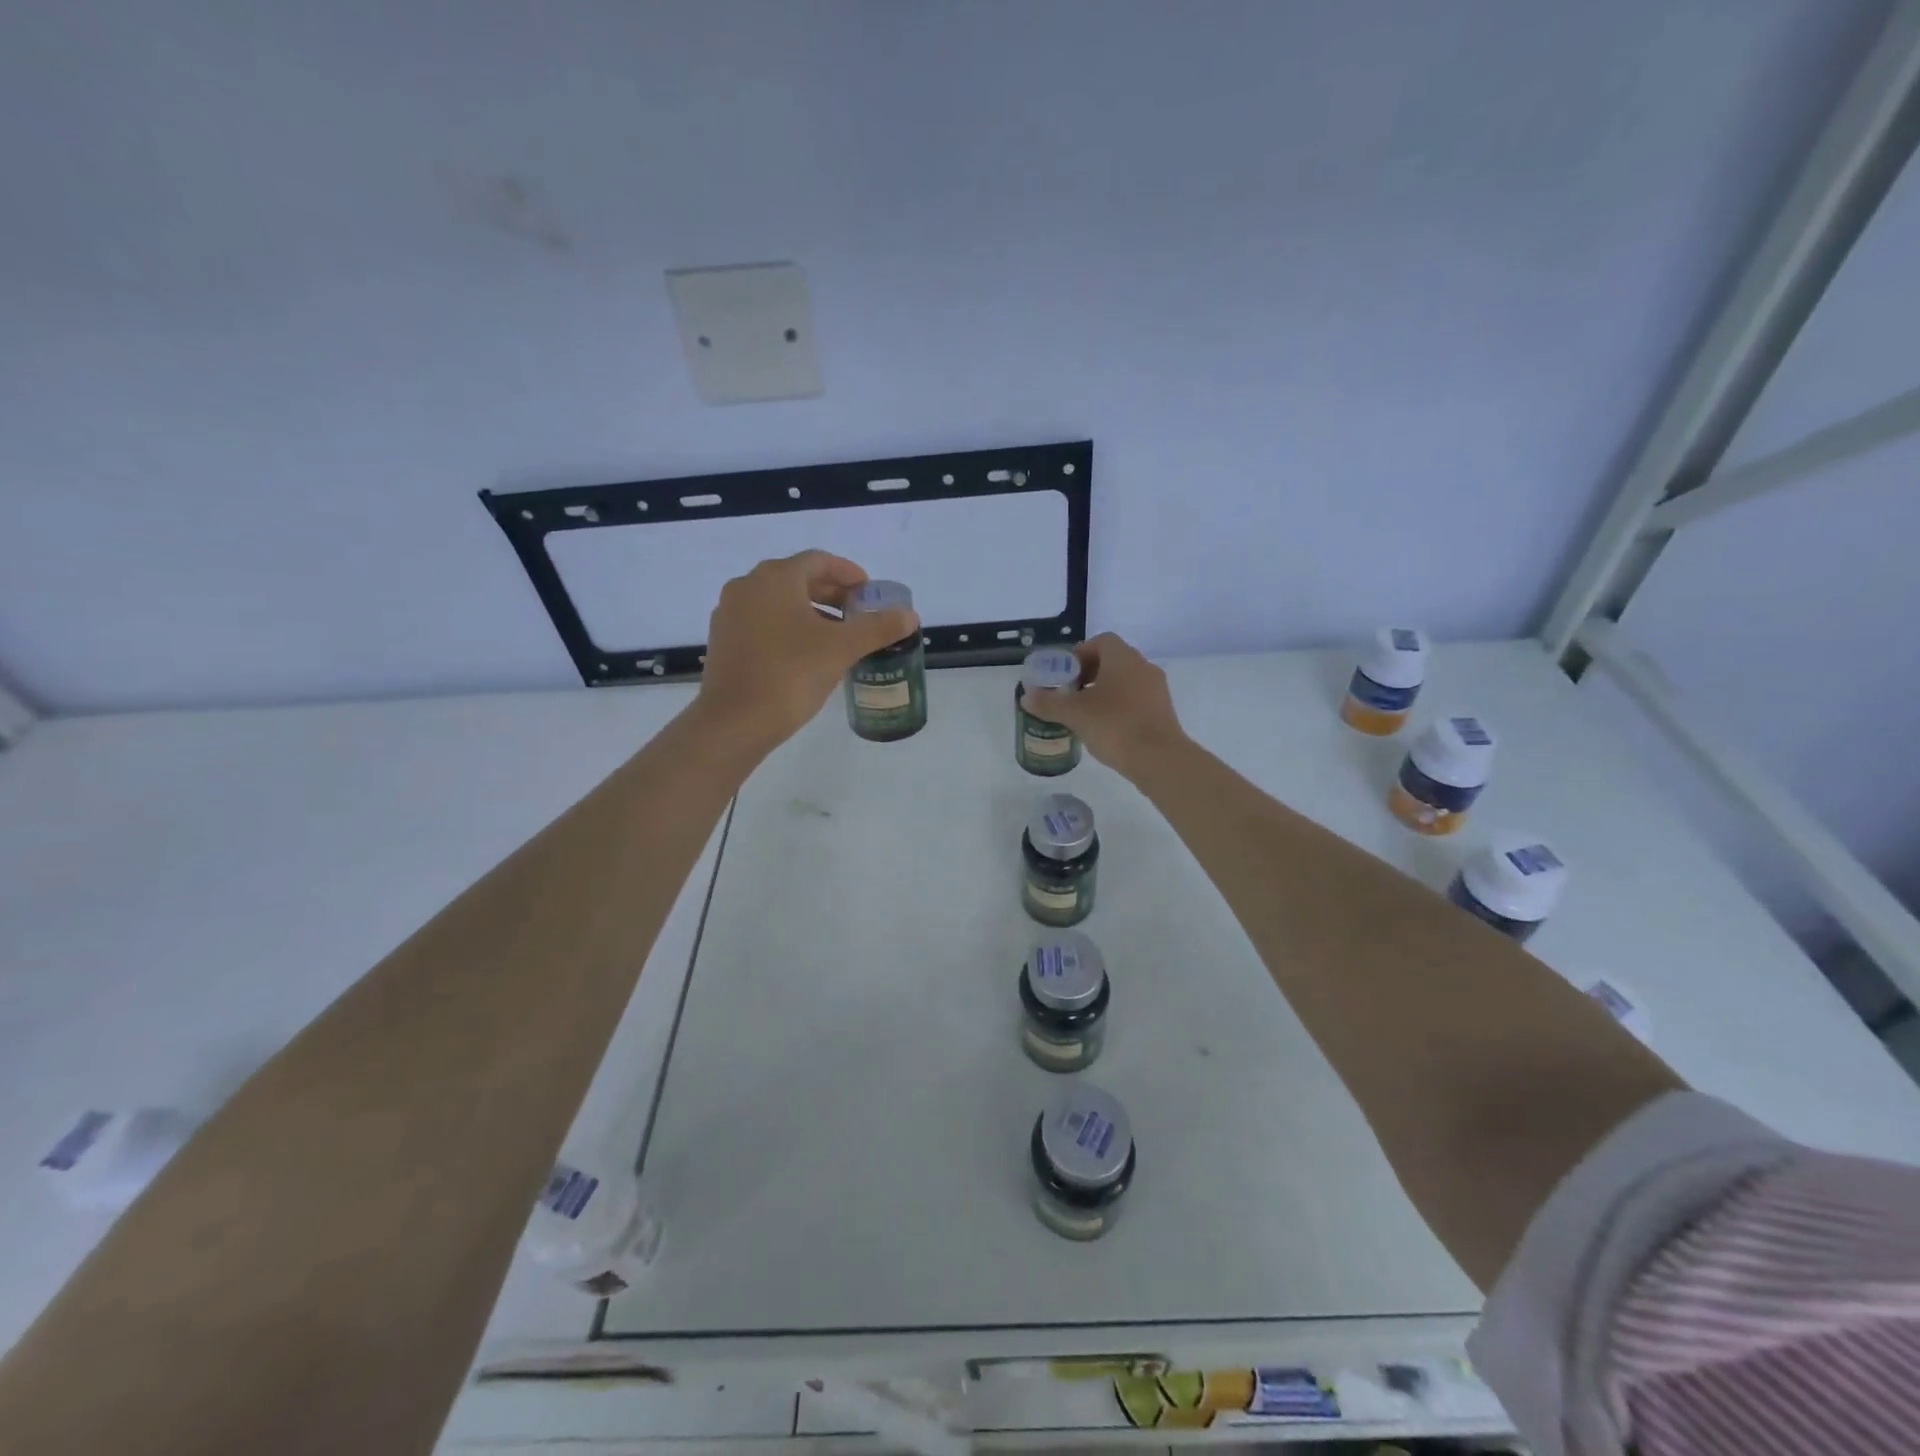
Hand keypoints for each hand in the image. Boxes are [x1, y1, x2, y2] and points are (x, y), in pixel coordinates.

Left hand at [695, 551, 918, 755]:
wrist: (734, 721)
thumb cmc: (790, 675)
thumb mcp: (841, 649)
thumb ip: (878, 628)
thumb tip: (909, 615)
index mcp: (775, 578)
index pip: (819, 561)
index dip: (848, 573)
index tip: (869, 591)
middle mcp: (748, 586)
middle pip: (797, 579)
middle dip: (831, 593)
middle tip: (858, 614)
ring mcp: (730, 613)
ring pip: (778, 602)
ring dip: (810, 611)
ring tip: (837, 636)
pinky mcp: (723, 640)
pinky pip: (762, 622)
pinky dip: (788, 627)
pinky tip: (806, 654)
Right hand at [1020, 632, 1186, 779]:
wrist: (1158, 758)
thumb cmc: (1114, 726)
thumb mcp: (1074, 714)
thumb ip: (1048, 703)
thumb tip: (1026, 696)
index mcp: (1123, 658)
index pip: (1101, 641)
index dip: (1080, 654)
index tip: (1065, 674)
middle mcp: (1143, 666)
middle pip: (1113, 660)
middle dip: (1089, 673)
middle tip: (1070, 694)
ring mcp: (1157, 688)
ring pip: (1126, 681)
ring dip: (1105, 691)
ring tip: (1085, 713)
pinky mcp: (1163, 710)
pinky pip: (1137, 699)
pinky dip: (1120, 706)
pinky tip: (1106, 728)